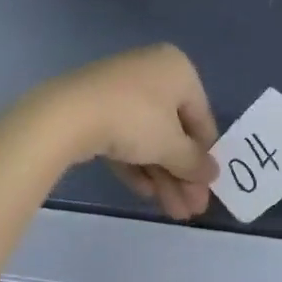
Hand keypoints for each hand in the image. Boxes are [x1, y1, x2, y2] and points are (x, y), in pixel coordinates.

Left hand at [20, 44, 219, 220]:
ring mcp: (122, 88)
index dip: (205, 155)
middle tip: (190, 210)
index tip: (207, 189)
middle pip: (174, 129)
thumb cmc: (134, 119)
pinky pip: (125, 136)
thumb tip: (212, 173)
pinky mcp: (97, 106)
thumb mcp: (171, 145)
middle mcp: (153, 71)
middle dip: (182, 173)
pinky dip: (136, 163)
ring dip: (162, 175)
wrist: (69, 113)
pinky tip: (144, 193)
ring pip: (149, 136)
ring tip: (172, 213)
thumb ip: (194, 161)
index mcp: (177, 69)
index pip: (201, 116)